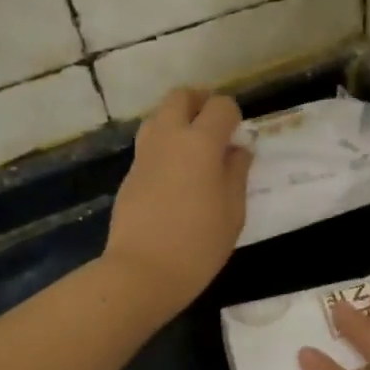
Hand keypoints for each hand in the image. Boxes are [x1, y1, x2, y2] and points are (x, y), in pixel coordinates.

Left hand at [102, 88, 251, 316]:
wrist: (141, 272)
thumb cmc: (198, 244)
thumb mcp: (233, 211)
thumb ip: (237, 172)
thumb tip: (238, 149)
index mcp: (200, 142)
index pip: (220, 106)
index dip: (233, 116)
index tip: (239, 138)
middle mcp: (169, 137)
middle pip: (180, 97)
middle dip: (200, 102)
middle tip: (215, 126)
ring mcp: (144, 154)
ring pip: (159, 116)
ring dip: (177, 121)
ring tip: (194, 149)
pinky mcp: (130, 174)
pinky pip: (149, 144)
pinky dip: (165, 146)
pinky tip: (176, 176)